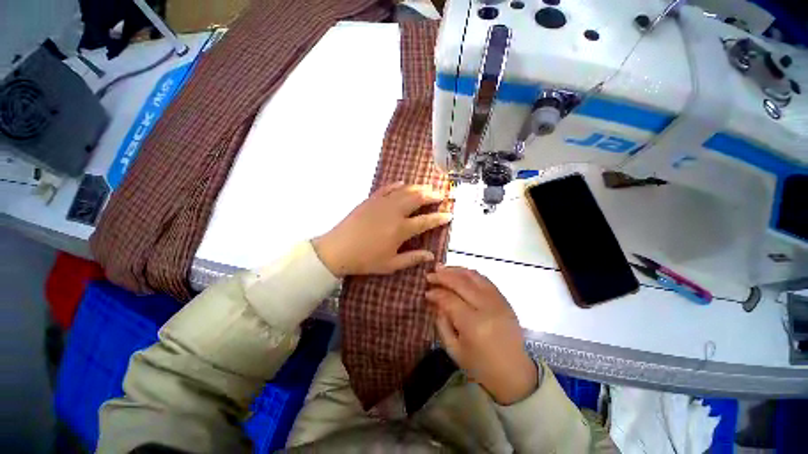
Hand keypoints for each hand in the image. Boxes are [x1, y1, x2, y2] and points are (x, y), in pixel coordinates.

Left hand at [312, 183, 451, 276]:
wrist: (337, 249)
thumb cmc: (365, 260)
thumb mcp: (391, 264)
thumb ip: (412, 258)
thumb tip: (431, 256)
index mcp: (401, 229)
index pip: (426, 221)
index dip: (440, 217)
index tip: (450, 214)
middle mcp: (394, 212)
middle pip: (417, 199)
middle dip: (432, 195)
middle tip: (441, 194)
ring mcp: (382, 203)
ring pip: (404, 190)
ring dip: (418, 187)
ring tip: (428, 186)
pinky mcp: (371, 200)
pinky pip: (387, 188)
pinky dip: (397, 185)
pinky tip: (403, 183)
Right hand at [426, 266, 537, 404]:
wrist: (515, 374)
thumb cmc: (480, 366)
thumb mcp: (454, 349)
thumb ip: (441, 322)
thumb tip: (434, 300)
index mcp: (474, 325)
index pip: (450, 299)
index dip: (436, 293)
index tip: (426, 292)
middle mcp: (487, 308)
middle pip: (461, 283)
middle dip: (443, 276)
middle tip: (430, 274)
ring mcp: (498, 301)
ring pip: (473, 276)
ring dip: (455, 270)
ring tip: (442, 268)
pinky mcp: (504, 299)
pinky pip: (484, 279)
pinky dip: (469, 273)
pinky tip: (459, 273)